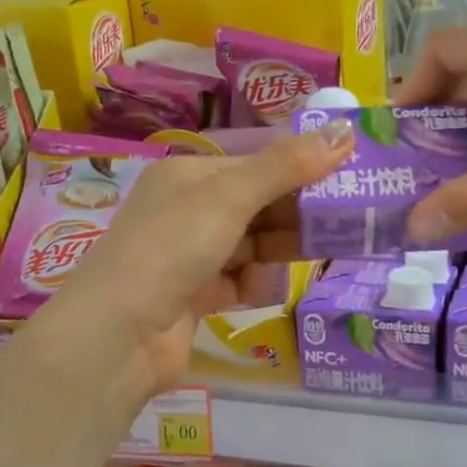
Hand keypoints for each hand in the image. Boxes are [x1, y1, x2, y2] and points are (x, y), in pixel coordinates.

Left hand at [43, 119, 355, 400]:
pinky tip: (256, 290)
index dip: (301, 169)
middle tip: (348, 222)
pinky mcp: (196, 296)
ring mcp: (190, 256)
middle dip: (297, 214)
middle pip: (259, 205)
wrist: (119, 335)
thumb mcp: (230, 198)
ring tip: (317, 255)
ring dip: (279, 251)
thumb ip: (286, 166)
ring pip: (254, 245)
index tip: (347, 178)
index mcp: (188, 175)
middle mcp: (188, 211)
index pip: (257, 164)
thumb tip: (346, 130)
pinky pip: (240, 281)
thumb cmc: (172, 249)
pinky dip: (253, 284)